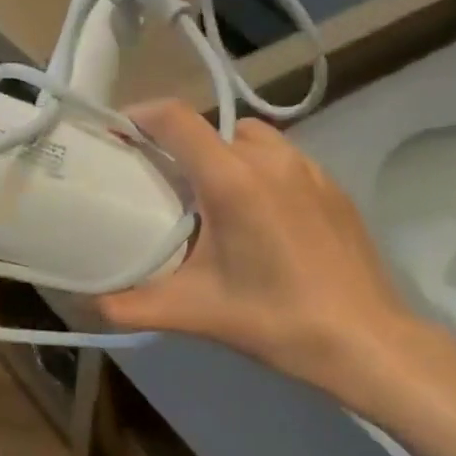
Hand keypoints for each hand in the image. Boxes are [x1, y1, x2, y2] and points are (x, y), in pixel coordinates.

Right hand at [97, 103, 455, 413]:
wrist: (365, 339)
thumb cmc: (275, 319)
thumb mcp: (194, 313)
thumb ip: (131, 307)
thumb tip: (90, 305)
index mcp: (232, 180)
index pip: (177, 119)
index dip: (142, 116)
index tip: (121, 133)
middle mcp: (272, 160)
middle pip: (214, 129)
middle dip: (184, 147)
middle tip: (165, 184)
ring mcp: (310, 170)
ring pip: (254, 140)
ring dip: (226, 156)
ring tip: (214, 200)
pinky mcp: (334, 187)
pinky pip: (285, 161)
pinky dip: (261, 173)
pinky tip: (261, 220)